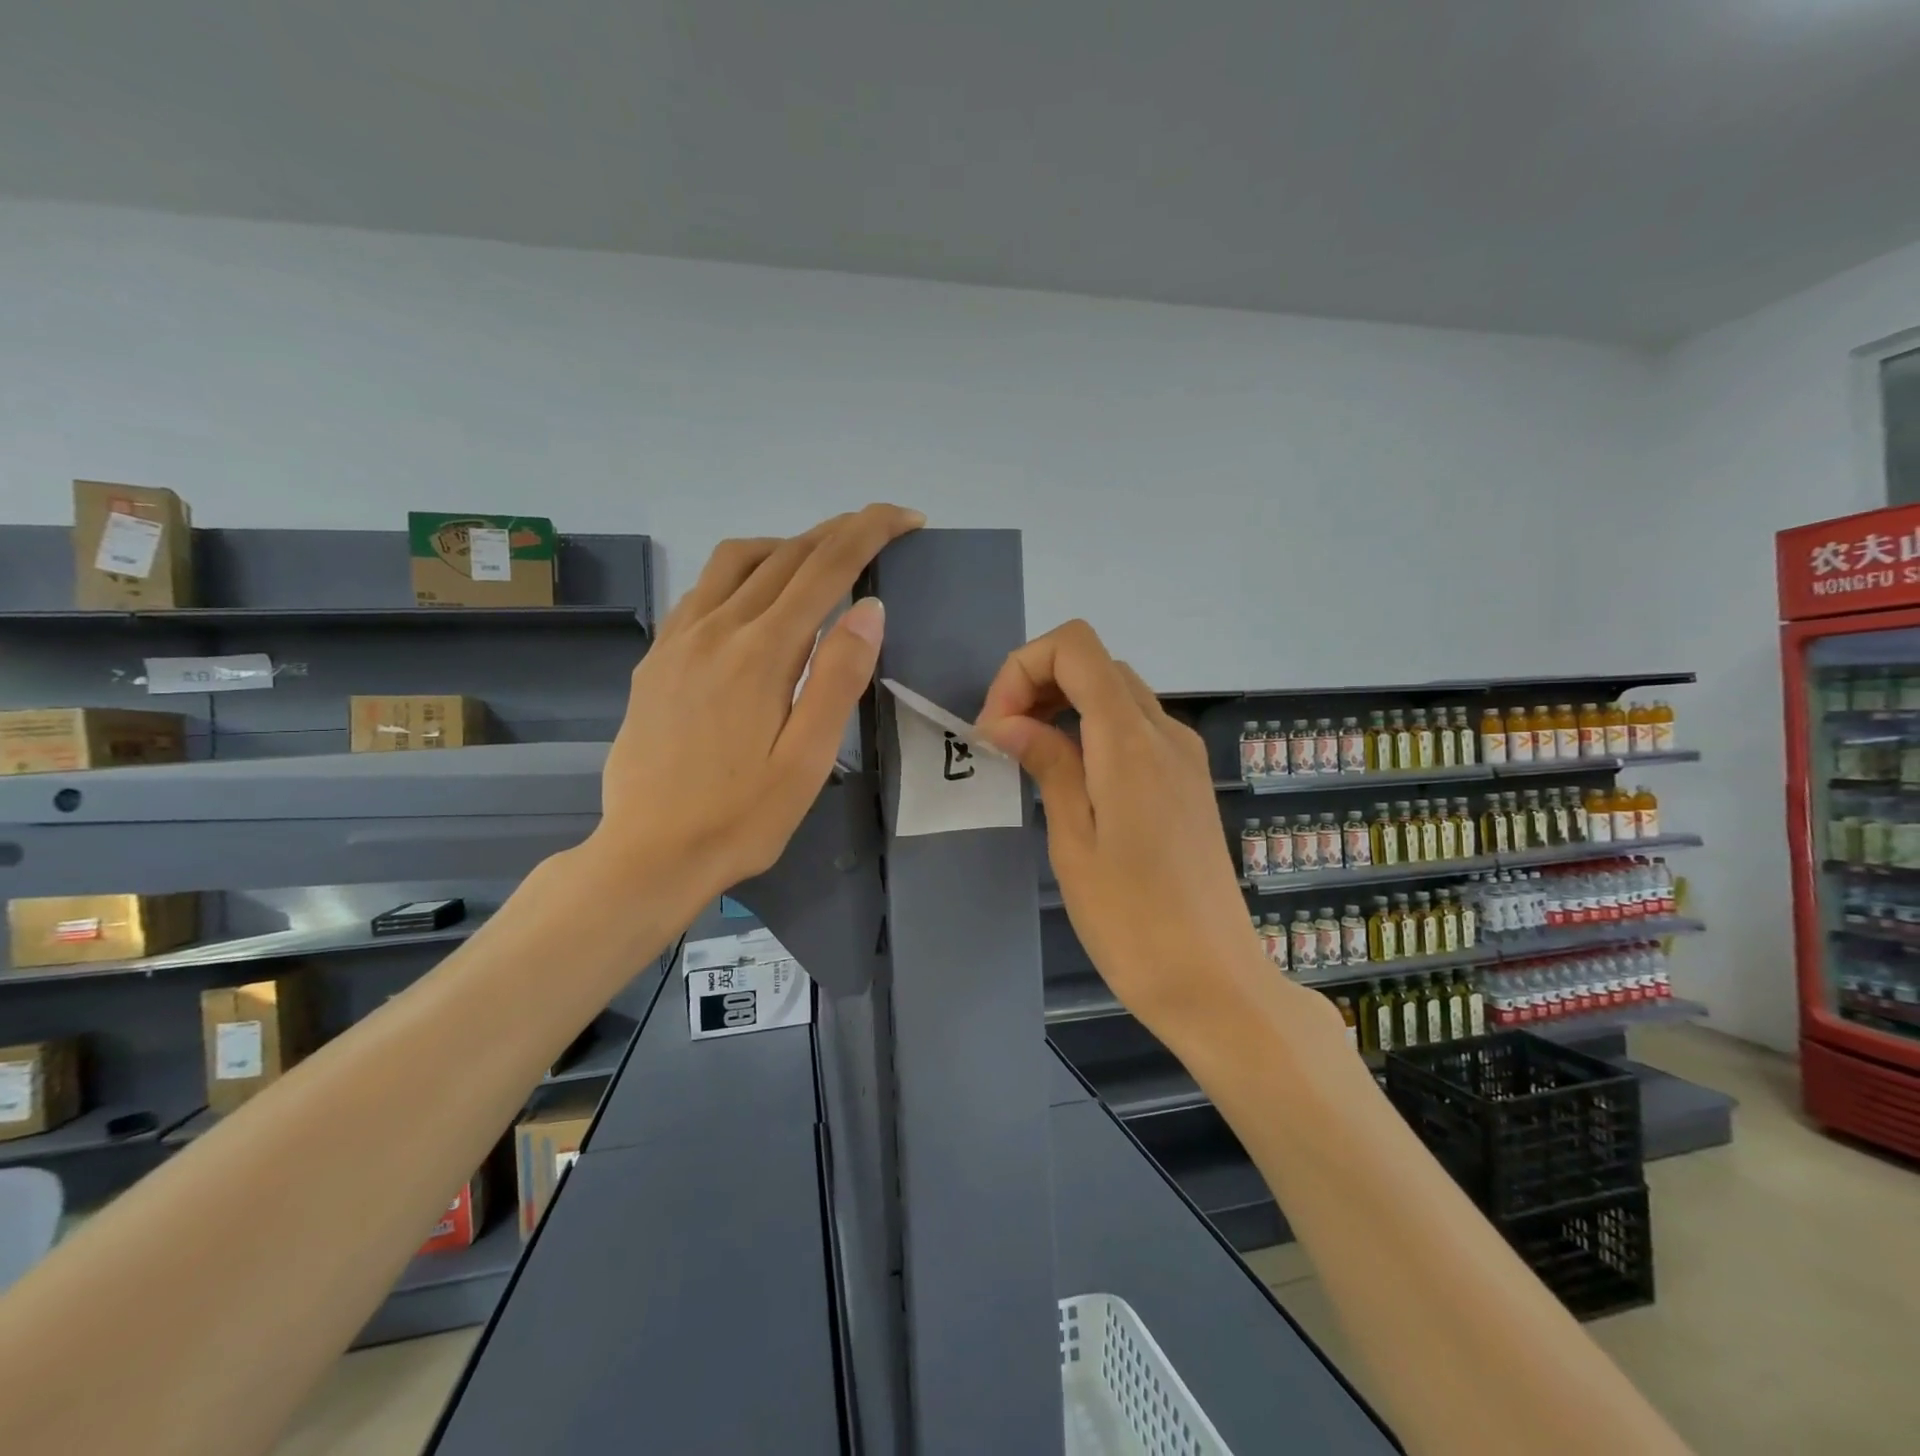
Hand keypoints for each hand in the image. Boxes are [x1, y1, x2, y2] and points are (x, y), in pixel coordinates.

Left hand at [591, 504, 924, 900]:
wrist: (648, 853)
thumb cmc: (742, 817)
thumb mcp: (807, 759)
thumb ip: (838, 678)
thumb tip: (869, 608)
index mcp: (762, 652)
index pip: (825, 568)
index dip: (870, 532)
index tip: (906, 517)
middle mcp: (716, 629)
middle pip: (784, 554)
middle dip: (837, 532)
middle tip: (878, 530)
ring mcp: (678, 640)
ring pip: (736, 561)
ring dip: (786, 547)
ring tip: (819, 565)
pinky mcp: (657, 658)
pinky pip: (703, 591)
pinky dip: (742, 575)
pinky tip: (755, 604)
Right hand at [976, 621, 1326, 1044]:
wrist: (1213, 981)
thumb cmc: (1131, 921)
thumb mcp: (1074, 842)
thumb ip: (1047, 764)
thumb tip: (1006, 721)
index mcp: (1131, 741)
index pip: (1076, 647)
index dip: (1023, 668)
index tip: (996, 726)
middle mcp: (1166, 732)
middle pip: (1096, 664)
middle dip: (1039, 684)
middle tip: (1004, 742)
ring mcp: (1184, 755)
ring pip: (1117, 693)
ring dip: (1065, 705)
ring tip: (1030, 758)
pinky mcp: (1189, 780)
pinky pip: (1136, 728)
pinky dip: (1094, 730)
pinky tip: (1074, 779)